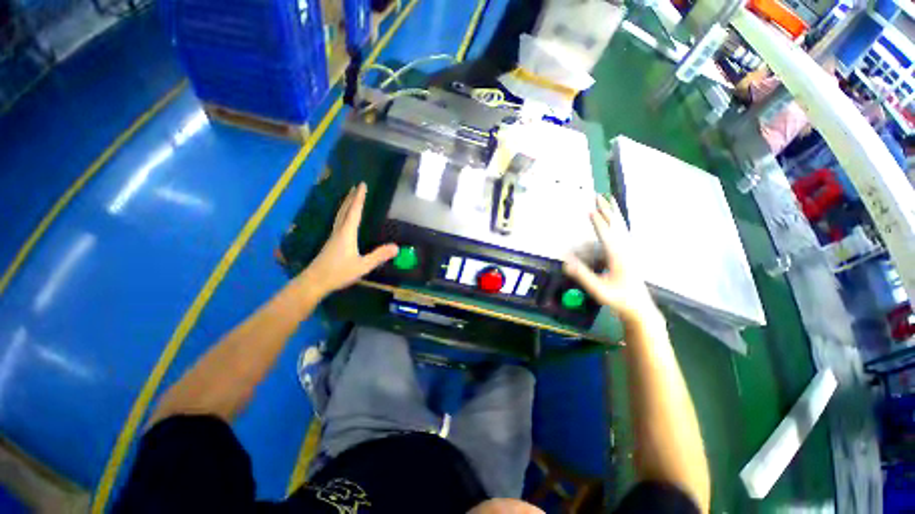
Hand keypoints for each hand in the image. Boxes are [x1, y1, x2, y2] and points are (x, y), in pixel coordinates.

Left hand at [301, 182, 398, 295]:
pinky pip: (338, 222)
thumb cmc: (338, 273)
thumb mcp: (363, 266)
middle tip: (356, 186)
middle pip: (345, 210)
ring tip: (351, 198)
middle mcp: (339, 231)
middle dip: (352, 198)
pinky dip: (343, 214)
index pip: (354, 212)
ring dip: (346, 204)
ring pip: (340, 215)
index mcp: (347, 233)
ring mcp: (333, 237)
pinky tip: (344, 219)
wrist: (314, 282)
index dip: (359, 198)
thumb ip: (379, 256)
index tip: (362, 185)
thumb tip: (397, 247)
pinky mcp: (331, 242)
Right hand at [563, 194, 657, 326]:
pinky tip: (616, 221)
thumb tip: (566, 261)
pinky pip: (623, 233)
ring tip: (609, 201)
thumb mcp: (599, 290)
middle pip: (616, 225)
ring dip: (614, 213)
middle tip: (599, 196)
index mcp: (618, 256)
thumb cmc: (618, 299)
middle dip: (607, 209)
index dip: (597, 222)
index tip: (589, 209)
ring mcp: (629, 251)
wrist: (639, 308)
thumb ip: (583, 275)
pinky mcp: (629, 255)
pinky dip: (618, 222)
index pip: (606, 234)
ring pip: (622, 227)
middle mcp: (625, 250)